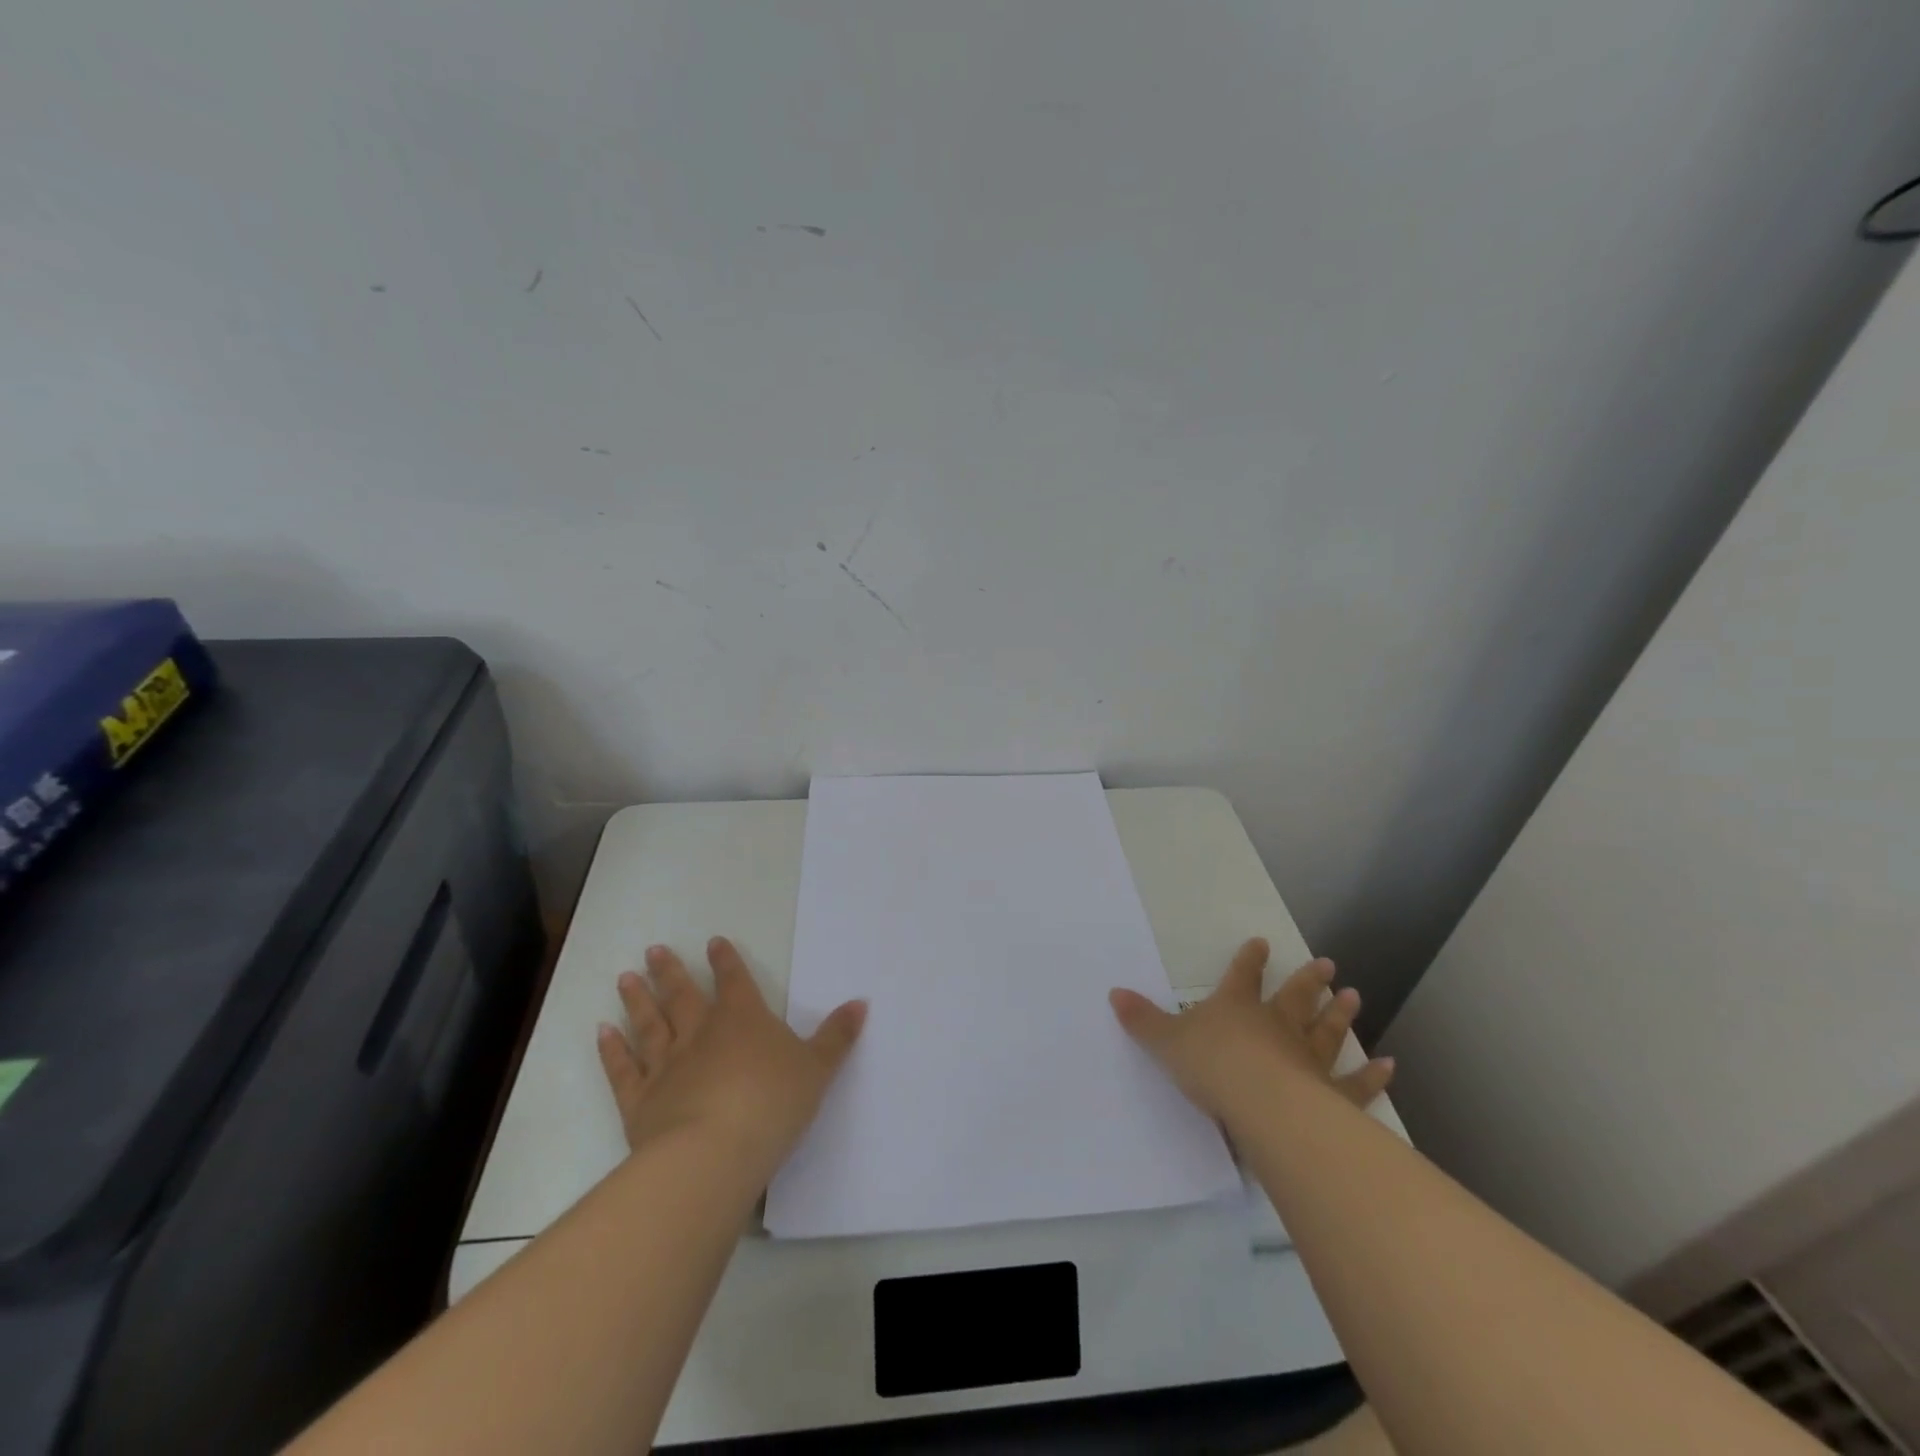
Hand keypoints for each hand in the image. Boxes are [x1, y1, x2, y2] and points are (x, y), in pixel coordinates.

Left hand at [595, 936, 866, 1175]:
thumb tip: (861, 1002)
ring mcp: (666, 1066)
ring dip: (637, 1001)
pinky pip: (623, 1070)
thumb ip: (837, 1036)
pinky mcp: (641, 1102)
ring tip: (624, 978)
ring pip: (649, 1025)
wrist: (714, 1154)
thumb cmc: (773, 1104)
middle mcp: (701, 1034)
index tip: (713, 942)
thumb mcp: (817, 1069)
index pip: (734, 981)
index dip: (725, 961)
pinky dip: (612, 1051)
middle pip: (683, 996)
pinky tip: (601, 1032)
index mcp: (743, 1020)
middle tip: (652, 950)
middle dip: (670, 972)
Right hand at [1109, 938, 1393, 1127]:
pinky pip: (1354, 1084)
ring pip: (1325, 1031)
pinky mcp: (1329, 1094)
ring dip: (1339, 1014)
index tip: (1261, 943)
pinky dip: (1372, 1076)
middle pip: (1294, 997)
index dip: (1250, 960)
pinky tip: (1389, 1065)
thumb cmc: (1210, 1065)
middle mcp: (1275, 1025)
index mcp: (1236, 1008)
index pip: (1242, 976)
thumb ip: (1142, 1020)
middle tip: (1328, 964)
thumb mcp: (1165, 1041)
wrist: (1257, 1102)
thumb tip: (1114, 993)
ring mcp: (1306, 1058)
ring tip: (1354, 995)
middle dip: (1308, 980)